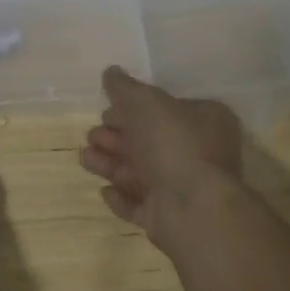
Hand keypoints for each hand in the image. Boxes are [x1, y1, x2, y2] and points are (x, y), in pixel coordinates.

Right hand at [79, 66, 242, 249]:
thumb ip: (124, 87)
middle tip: (92, 135)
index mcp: (204, 120)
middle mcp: (199, 153)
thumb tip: (111, 72)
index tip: (106, 110)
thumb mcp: (145, 101)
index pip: (165, 109)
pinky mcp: (170, 218)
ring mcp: (185, 189)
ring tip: (85, 158)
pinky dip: (121, 197)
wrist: (192, 207)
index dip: (133, 109)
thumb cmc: (173, 143)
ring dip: (111, 164)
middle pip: (149, 141)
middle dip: (116, 137)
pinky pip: (141, 205)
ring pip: (141, 173)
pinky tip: (104, 191)